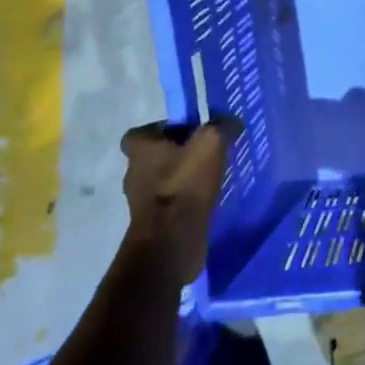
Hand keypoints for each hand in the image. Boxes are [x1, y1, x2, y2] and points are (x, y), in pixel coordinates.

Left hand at [119, 117, 238, 285]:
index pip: (142, 132)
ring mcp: (141, 202)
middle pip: (156, 156)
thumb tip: (230, 121)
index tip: (189, 133)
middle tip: (207, 153)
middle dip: (179, 154)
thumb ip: (221, 126)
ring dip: (184, 178)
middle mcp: (134, 173)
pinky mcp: (153, 224)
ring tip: (212, 177)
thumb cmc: (184, 186)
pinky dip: (186, 201)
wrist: (171, 243)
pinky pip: (171, 204)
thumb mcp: (211, 144)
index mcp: (140, 150)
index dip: (165, 129)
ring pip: (164, 181)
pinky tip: (208, 200)